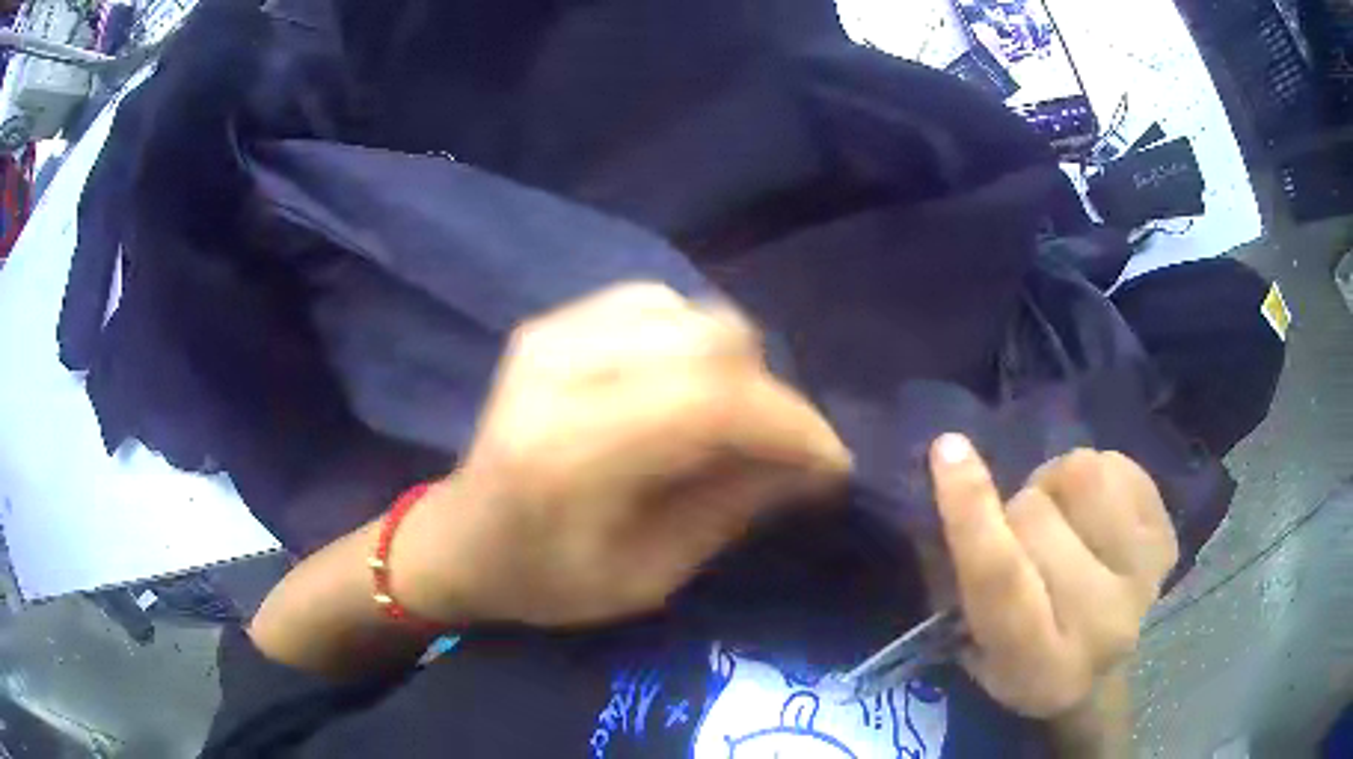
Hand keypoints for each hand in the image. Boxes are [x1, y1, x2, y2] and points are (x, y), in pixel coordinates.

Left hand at [394, 283, 851, 626]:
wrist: (459, 538)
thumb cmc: (545, 581)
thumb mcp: (647, 578)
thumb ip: (732, 509)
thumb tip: (814, 464)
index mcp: (569, 453)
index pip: (712, 403)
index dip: (791, 426)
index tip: (832, 464)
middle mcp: (559, 370)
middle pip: (713, 339)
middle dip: (773, 396)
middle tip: (782, 452)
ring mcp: (552, 332)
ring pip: (694, 313)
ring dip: (737, 369)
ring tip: (736, 426)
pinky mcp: (553, 321)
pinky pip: (660, 304)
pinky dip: (695, 345)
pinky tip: (685, 392)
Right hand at [930, 435, 1178, 718]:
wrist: (1099, 678)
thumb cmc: (1022, 664)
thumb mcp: (972, 647)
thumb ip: (960, 576)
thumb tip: (952, 477)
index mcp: (1039, 664)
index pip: (1001, 578)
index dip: (971, 511)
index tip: (948, 450)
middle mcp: (1101, 624)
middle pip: (1037, 516)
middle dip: (1014, 512)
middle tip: (1021, 537)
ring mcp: (1145, 578)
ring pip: (1083, 475)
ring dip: (1057, 487)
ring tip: (1062, 518)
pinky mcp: (1167, 540)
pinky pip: (1119, 465)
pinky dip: (1096, 476)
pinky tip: (1095, 515)